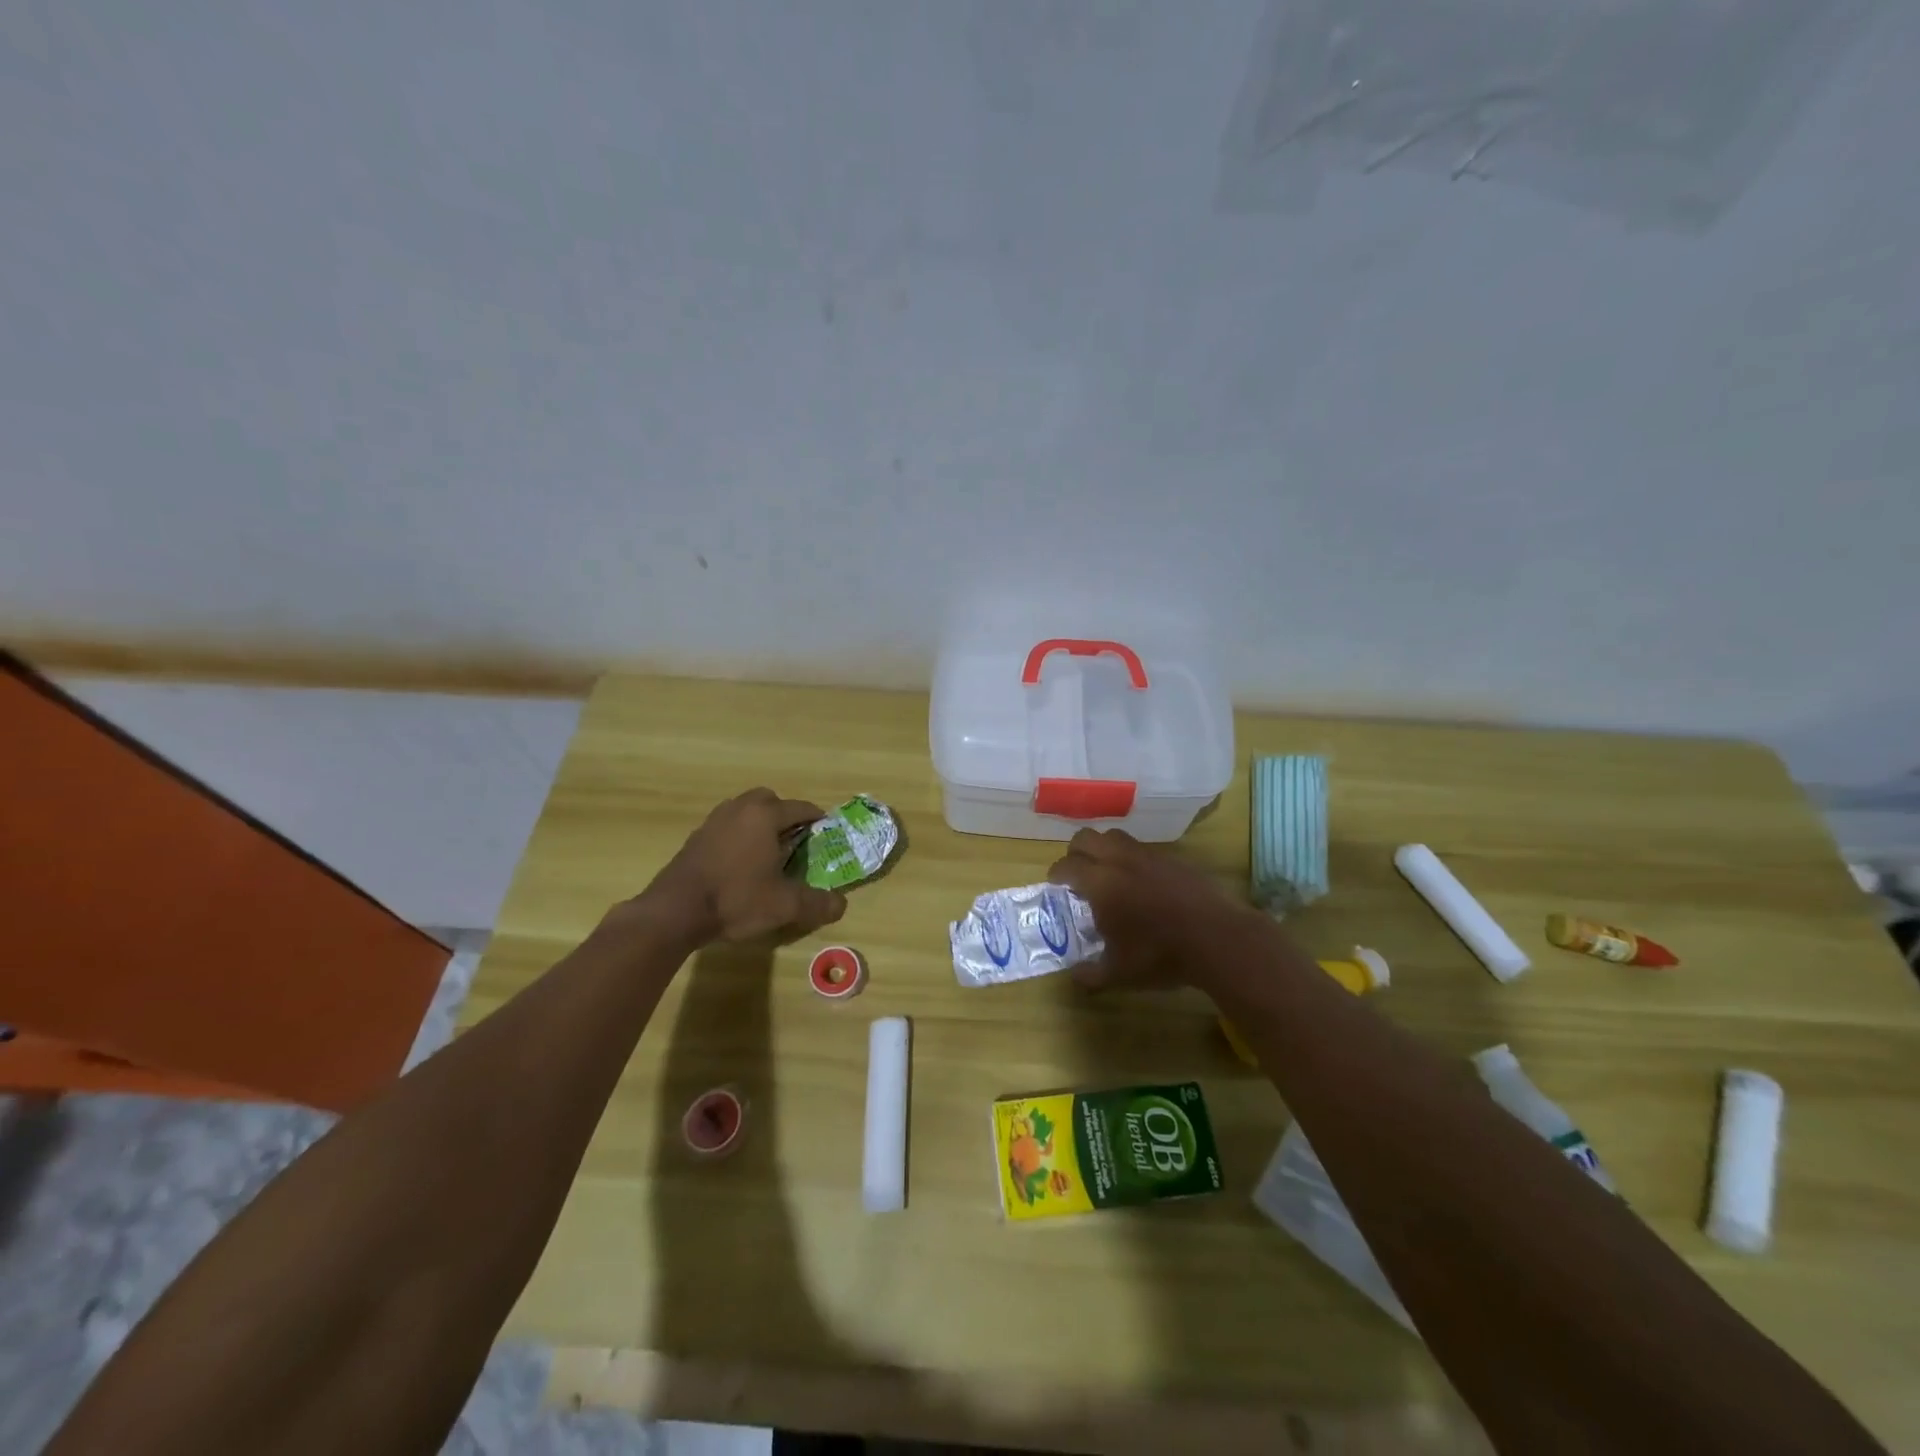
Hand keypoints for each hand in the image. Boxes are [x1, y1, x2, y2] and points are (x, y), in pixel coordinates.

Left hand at [624, 788, 847, 946]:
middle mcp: (739, 810)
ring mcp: (713, 822)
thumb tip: (841, 905)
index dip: (817, 818)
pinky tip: (740, 862)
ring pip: (743, 810)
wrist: (675, 911)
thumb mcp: (784, 906)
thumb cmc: (736, 899)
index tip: (826, 830)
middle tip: (795, 838)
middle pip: (768, 800)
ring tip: (768, 849)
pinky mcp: (696, 839)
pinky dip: (738, 835)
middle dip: (785, 814)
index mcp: (764, 816)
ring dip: (759, 823)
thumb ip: (816, 903)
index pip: (800, 808)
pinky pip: (726, 826)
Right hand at [1046, 827, 1262, 988]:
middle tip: (1077, 875)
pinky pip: (1141, 849)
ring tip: (1107, 873)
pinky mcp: (1172, 858)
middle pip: (1085, 838)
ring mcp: (1148, 855)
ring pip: (1114, 837)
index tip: (1055, 885)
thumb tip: (1074, 975)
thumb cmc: (1161, 955)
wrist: (1218, 939)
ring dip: (1103, 849)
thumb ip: (1090, 974)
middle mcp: (1119, 860)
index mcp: (1100, 883)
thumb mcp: (1119, 973)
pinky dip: (1131, 858)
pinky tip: (1140, 882)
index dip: (1056, 874)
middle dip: (1075, 853)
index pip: (1066, 866)